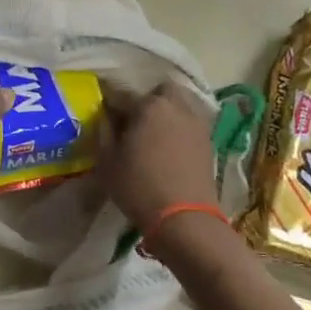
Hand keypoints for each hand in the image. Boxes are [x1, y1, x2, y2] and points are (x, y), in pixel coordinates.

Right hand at [96, 82, 216, 231]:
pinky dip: (179, 127)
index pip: (121, 94)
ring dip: (166, 111)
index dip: (108, 102)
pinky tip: (169, 145)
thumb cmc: (139, 187)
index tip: (102, 113)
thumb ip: (104, 133)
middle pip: (159, 90)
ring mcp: (196, 122)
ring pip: (179, 103)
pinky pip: (190, 122)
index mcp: (148, 106)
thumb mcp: (107, 161)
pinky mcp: (208, 140)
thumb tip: (106, 117)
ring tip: (153, 132)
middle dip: (146, 99)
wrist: (184, 218)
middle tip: (133, 121)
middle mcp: (175, 106)